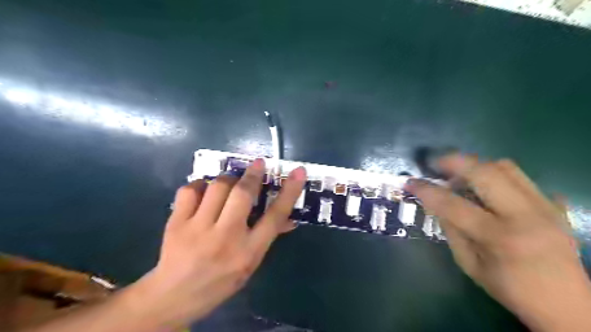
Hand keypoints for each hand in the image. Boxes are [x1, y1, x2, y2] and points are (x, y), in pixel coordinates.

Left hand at [128, 159, 303, 328]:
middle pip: (243, 195)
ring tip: (230, 182)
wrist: (175, 295)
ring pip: (217, 187)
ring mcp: (198, 229)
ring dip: (227, 179)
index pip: (275, 216)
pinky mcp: (176, 223)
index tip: (298, 172)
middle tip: (258, 164)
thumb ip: (268, 236)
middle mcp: (226, 237)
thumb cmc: (221, 280)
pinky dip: (200, 184)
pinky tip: (204, 190)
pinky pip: (190, 190)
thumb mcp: (251, 263)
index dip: (289, 191)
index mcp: (249, 251)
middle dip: (253, 174)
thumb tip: (289, 218)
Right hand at [405, 155, 590, 331]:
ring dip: (476, 166)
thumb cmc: (511, 289)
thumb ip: (451, 231)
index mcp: (499, 238)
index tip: (410, 182)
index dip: (427, 190)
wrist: (569, 306)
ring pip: (506, 167)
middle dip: (454, 162)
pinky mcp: (555, 205)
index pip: (453, 204)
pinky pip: (523, 178)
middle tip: (435, 164)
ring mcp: (545, 207)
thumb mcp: (469, 265)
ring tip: (461, 175)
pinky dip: (499, 177)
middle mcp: (525, 216)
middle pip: (485, 172)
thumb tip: (435, 204)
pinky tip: (488, 189)